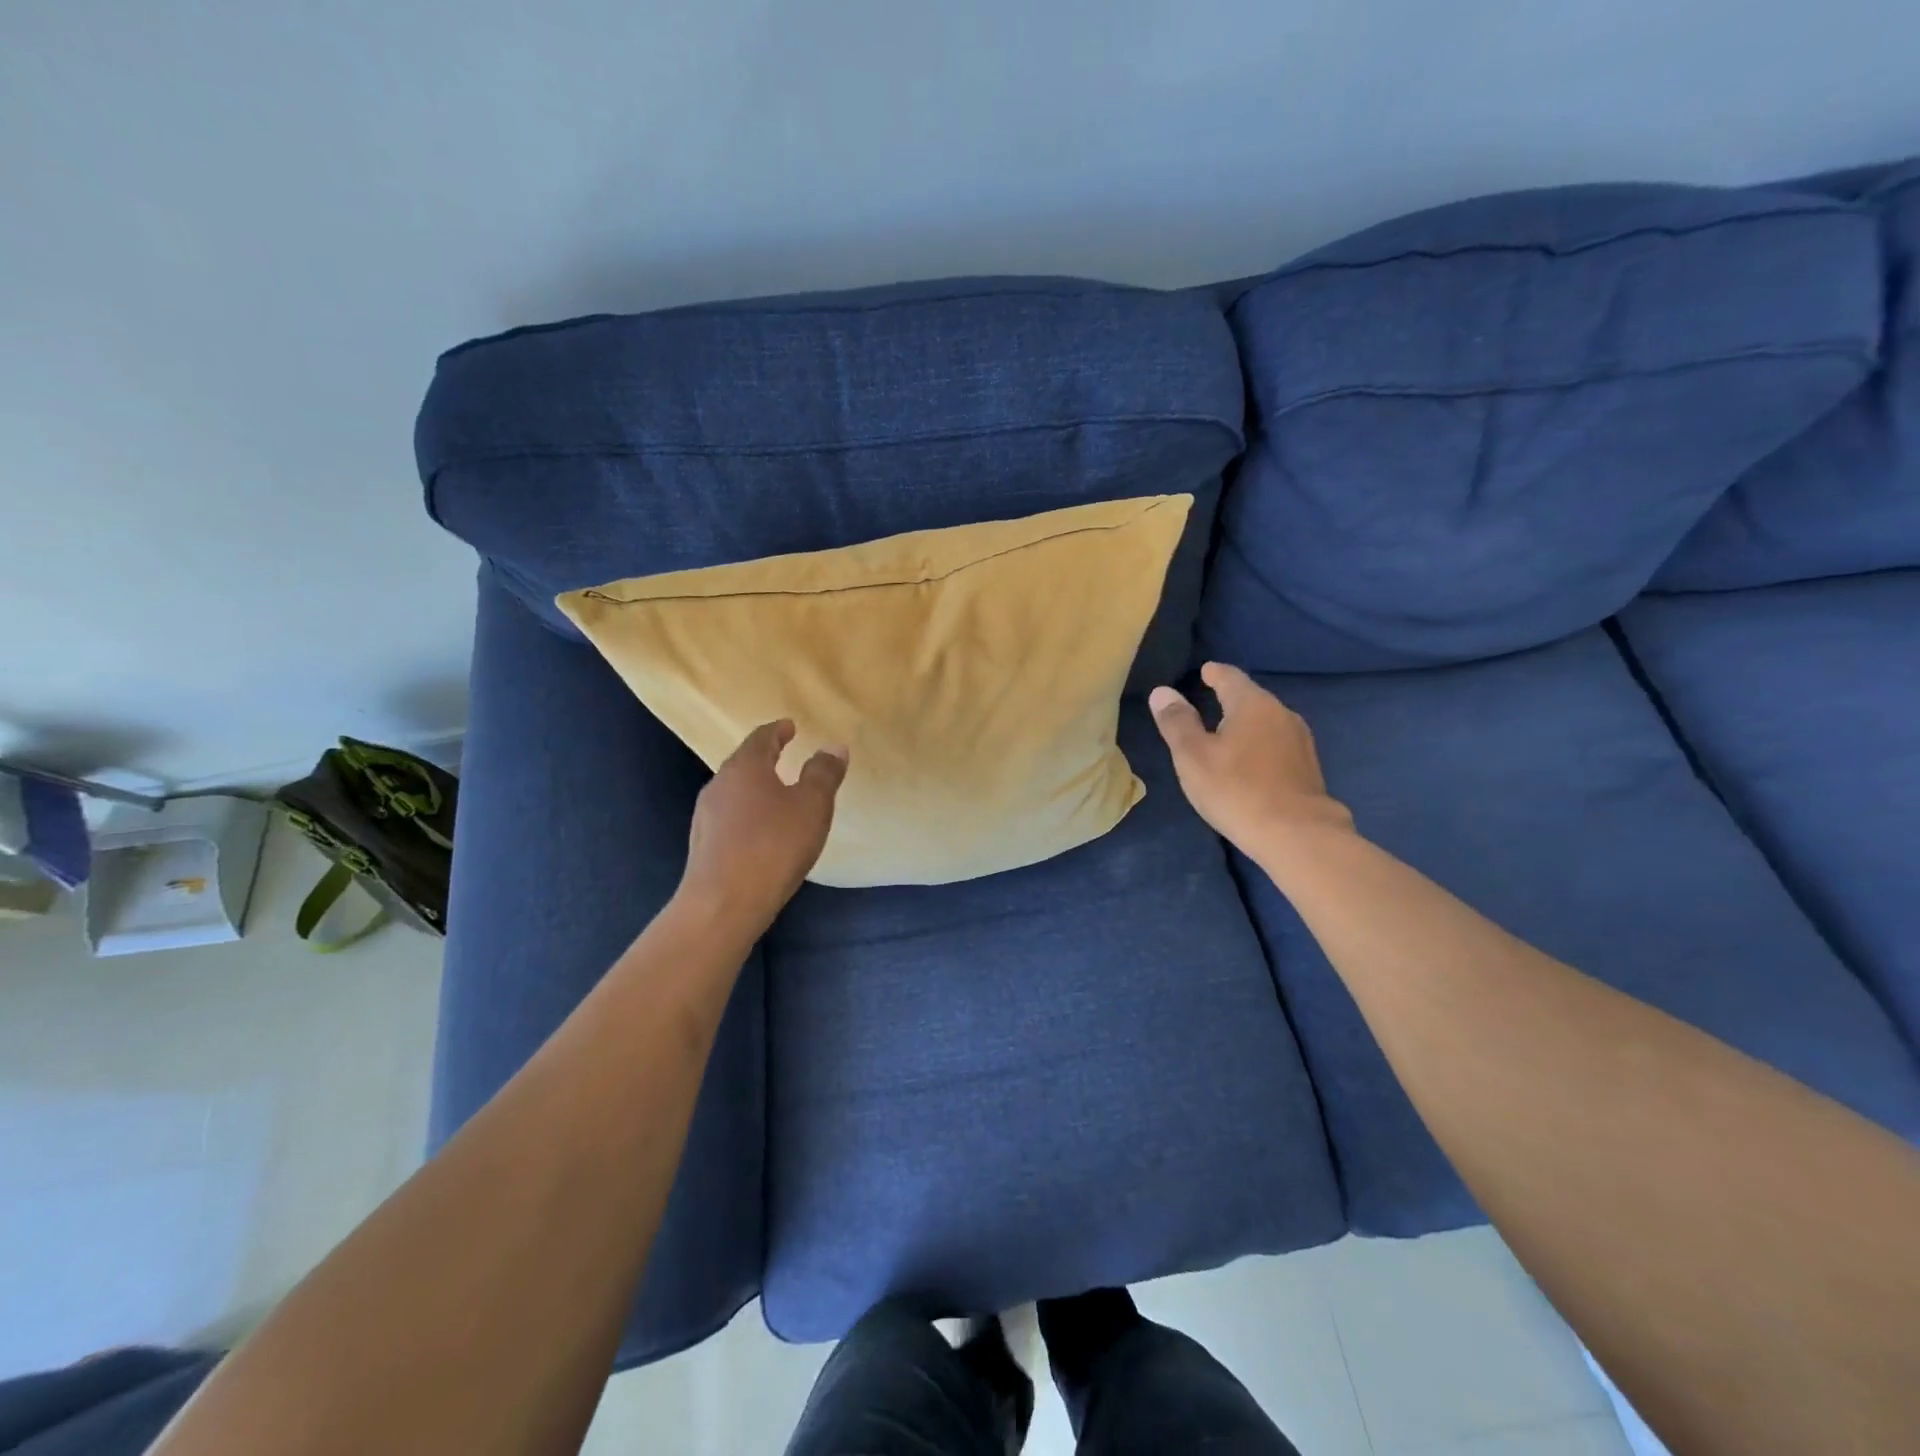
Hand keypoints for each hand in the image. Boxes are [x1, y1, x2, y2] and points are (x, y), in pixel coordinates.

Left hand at [678, 720, 847, 930]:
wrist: (723, 904)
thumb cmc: (773, 846)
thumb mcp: (812, 806)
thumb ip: (824, 774)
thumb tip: (833, 746)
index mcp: (745, 767)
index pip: (761, 737)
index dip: (778, 730)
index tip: (790, 727)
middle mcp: (720, 784)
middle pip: (744, 762)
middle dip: (765, 758)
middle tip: (785, 756)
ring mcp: (706, 815)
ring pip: (735, 790)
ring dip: (756, 787)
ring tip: (777, 794)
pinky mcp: (704, 844)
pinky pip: (730, 816)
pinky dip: (748, 812)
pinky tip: (760, 831)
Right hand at [1149, 662, 1353, 862]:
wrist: (1297, 835)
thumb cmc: (1236, 790)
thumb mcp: (1192, 756)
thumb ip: (1176, 722)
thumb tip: (1162, 692)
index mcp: (1252, 704)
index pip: (1230, 677)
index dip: (1214, 673)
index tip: (1205, 671)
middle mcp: (1282, 714)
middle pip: (1251, 698)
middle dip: (1230, 699)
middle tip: (1208, 702)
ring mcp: (1301, 741)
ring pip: (1267, 723)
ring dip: (1247, 725)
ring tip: (1227, 733)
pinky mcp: (1308, 768)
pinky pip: (1278, 745)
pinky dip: (1260, 746)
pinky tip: (1251, 762)